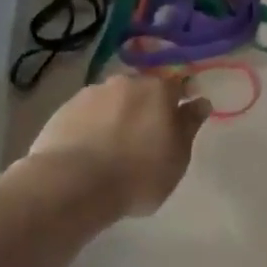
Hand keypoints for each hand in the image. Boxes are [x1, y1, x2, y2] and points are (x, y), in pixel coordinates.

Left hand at [27, 73, 211, 216]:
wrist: (73, 184)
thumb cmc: (138, 175)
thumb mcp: (177, 158)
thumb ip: (189, 126)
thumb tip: (200, 102)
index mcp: (158, 90)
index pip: (178, 85)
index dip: (182, 97)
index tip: (183, 111)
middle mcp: (126, 82)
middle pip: (142, 89)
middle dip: (146, 105)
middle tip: (145, 134)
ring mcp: (92, 93)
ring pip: (112, 99)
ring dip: (117, 113)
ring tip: (112, 144)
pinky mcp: (65, 108)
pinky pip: (87, 113)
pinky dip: (91, 125)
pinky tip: (88, 148)